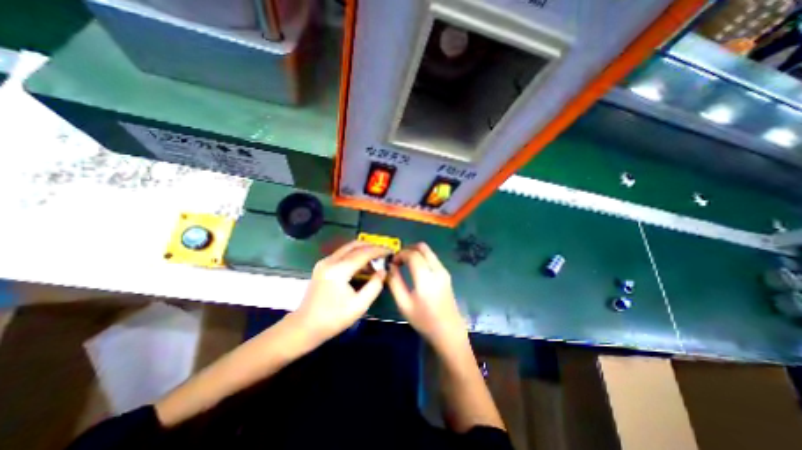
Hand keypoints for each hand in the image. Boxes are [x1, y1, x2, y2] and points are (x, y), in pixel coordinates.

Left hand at [291, 240, 391, 342]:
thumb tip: (383, 271)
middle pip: (354, 245)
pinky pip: (342, 254)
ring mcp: (324, 262)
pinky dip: (355, 256)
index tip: (390, 251)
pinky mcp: (322, 266)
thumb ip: (375, 286)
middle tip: (384, 251)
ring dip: (363, 250)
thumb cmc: (333, 319)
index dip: (378, 251)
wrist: (305, 327)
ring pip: (348, 248)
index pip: (363, 253)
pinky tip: (363, 266)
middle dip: (371, 246)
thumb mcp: (359, 305)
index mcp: (339, 270)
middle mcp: (330, 261)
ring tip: (376, 260)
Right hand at [387, 242, 467, 350]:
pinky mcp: (446, 274)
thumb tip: (390, 267)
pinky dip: (422, 257)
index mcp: (426, 277)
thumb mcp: (403, 304)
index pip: (412, 254)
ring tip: (405, 264)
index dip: (400, 254)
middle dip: (408, 249)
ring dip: (415, 252)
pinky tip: (415, 269)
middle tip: (398, 259)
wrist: (449, 331)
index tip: (392, 262)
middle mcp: (437, 269)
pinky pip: (432, 258)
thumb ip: (395, 282)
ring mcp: (444, 271)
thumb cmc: (424, 320)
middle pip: (422, 247)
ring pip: (428, 251)